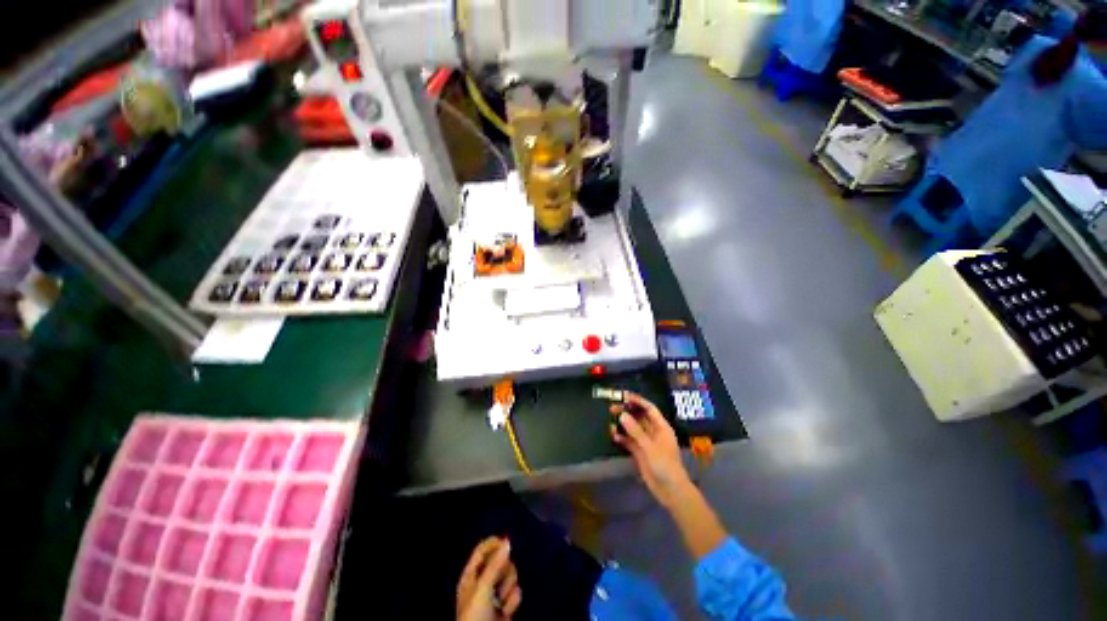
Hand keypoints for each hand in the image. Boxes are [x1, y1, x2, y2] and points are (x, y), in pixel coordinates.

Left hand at [456, 537, 521, 620]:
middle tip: (501, 580)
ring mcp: (494, 595)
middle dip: (504, 569)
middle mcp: (482, 582)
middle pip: (500, 561)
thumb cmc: (475, 615)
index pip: (483, 549)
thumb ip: (495, 564)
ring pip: (509, 576)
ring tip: (502, 600)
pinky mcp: (505, 607)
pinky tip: (507, 611)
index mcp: (471, 575)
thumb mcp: (483, 588)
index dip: (494, 544)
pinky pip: (515, 593)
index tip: (506, 543)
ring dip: (509, 586)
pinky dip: (513, 600)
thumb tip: (507, 540)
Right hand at [610, 393, 692, 507]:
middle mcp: (653, 432)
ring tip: (610, 420)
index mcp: (661, 427)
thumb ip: (636, 431)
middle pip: (639, 417)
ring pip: (633, 429)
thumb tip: (622, 415)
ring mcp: (646, 443)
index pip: (649, 409)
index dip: (638, 401)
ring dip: (622, 425)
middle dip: (627, 412)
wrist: (670, 491)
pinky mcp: (640, 453)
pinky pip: (629, 441)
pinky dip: (622, 438)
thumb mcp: (650, 446)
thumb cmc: (665, 465)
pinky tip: (613, 435)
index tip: (624, 396)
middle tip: (612, 408)